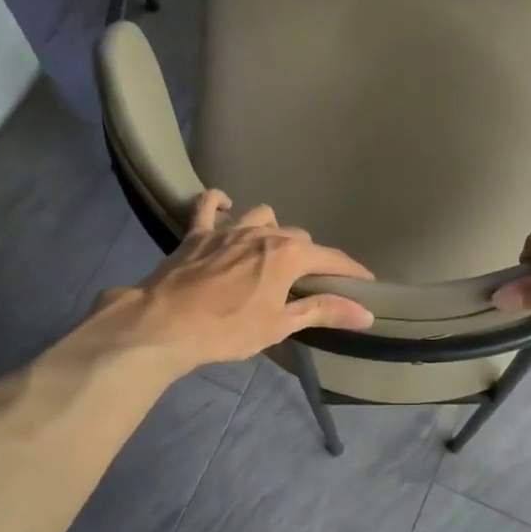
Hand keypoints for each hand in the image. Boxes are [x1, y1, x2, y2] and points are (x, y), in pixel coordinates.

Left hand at [95, 191, 374, 369]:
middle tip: (308, 281)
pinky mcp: (197, 232)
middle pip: (298, 237)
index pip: (331, 258)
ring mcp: (228, 228)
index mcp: (288, 255)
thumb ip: (323, 311)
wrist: (164, 324)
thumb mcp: (279, 325)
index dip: (351, 271)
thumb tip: (366, 313)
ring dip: (272, 230)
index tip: (365, 281)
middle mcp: (263, 232)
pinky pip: (209, 204)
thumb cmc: (227, 329)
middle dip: (309, 256)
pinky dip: (220, 202)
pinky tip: (226, 206)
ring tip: (271, 251)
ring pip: (262, 216)